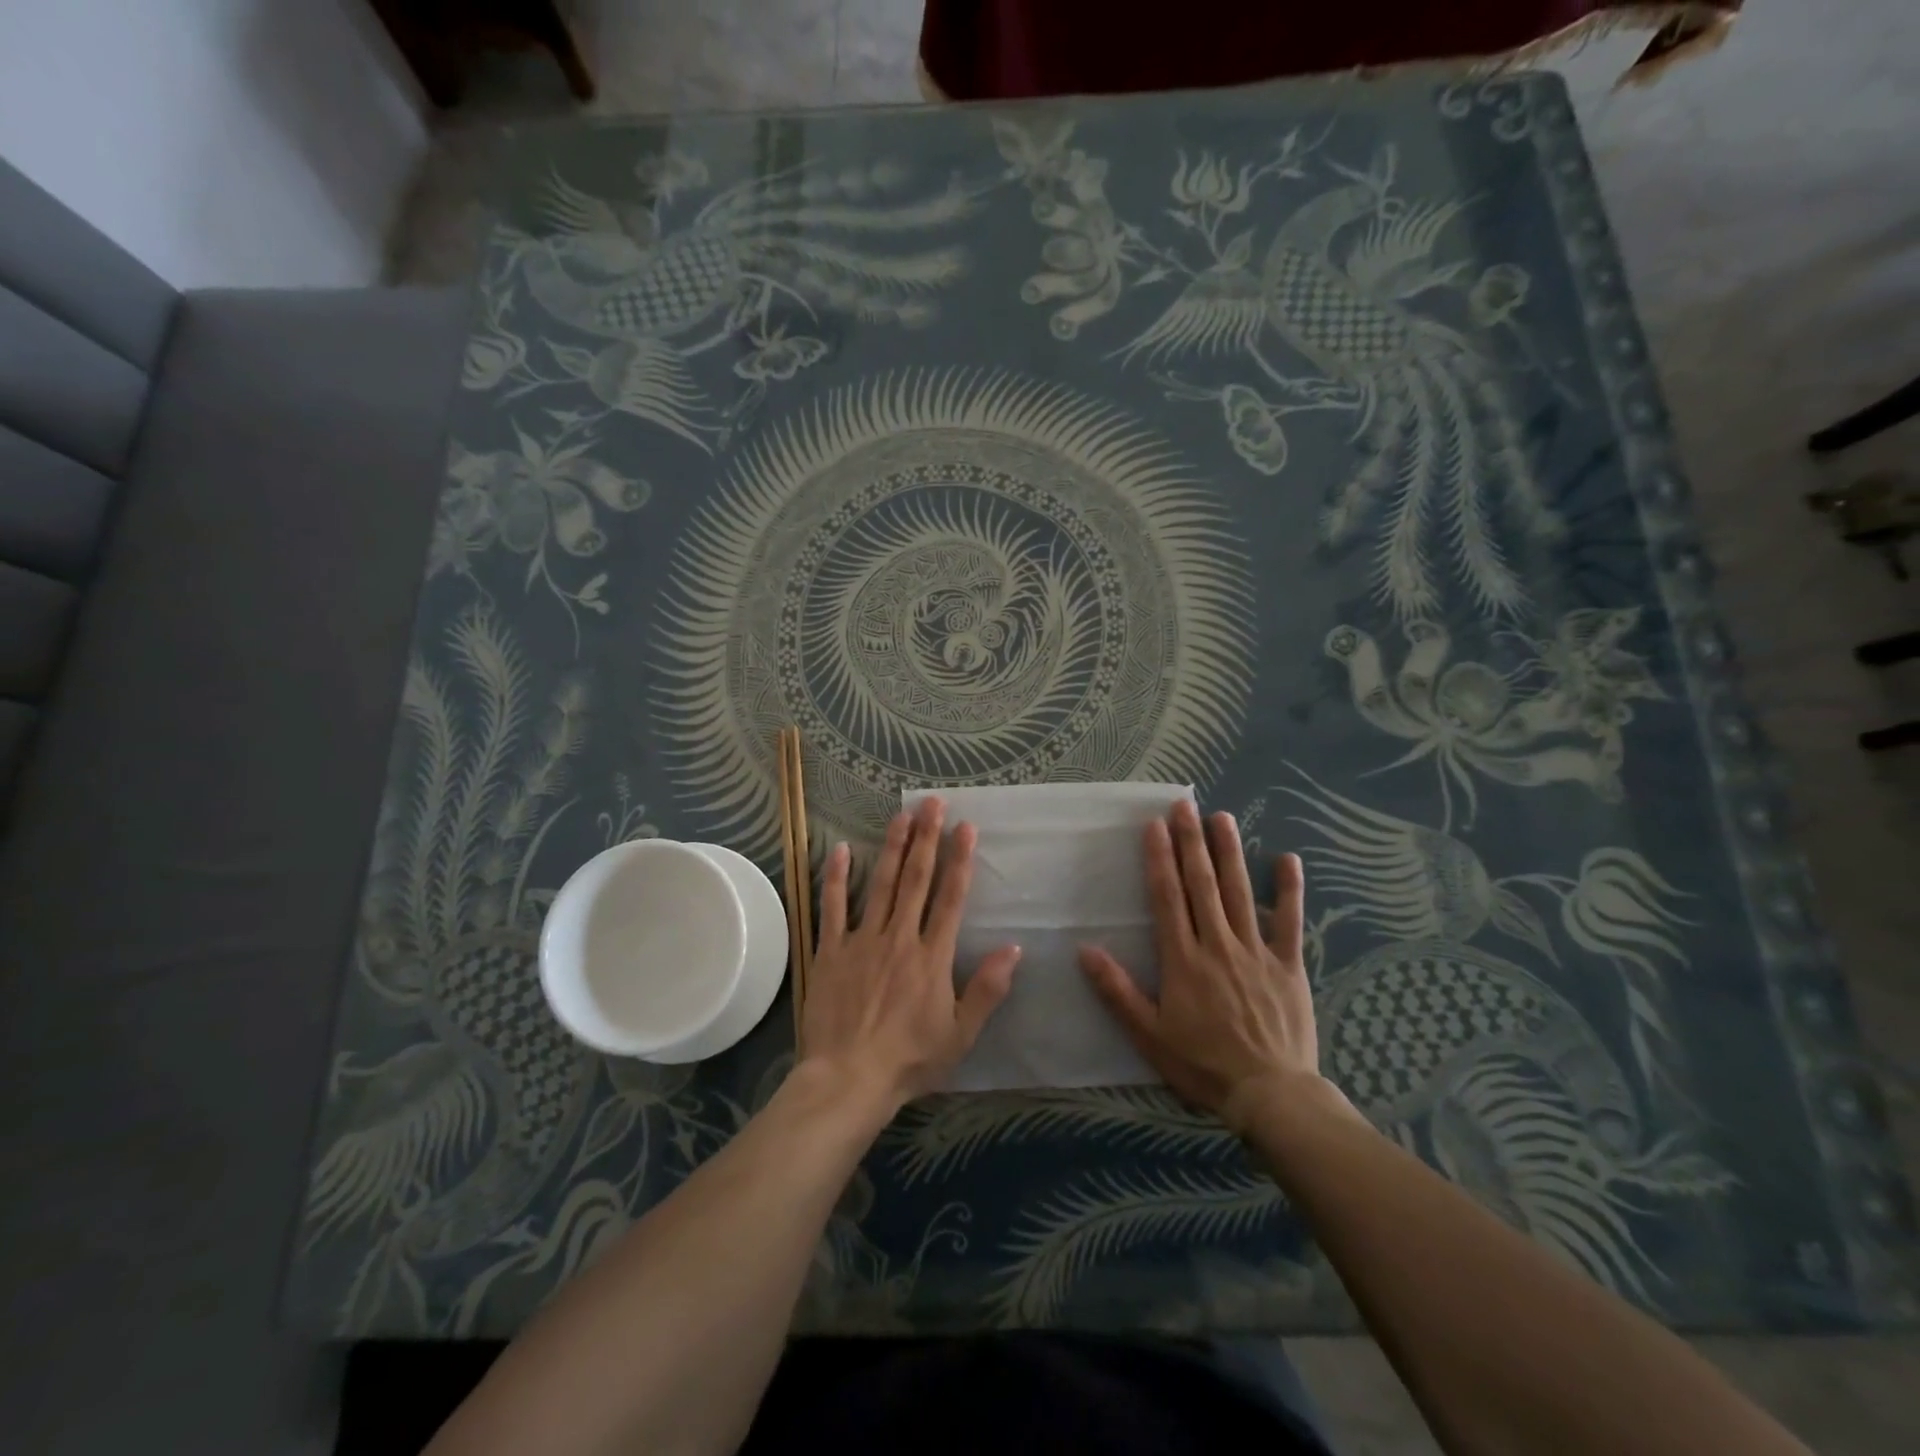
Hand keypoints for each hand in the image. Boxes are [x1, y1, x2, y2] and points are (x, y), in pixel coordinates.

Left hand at [800, 796, 1021, 1115]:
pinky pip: (832, 907)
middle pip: (916, 879)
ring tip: (901, 815)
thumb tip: (1014, 948)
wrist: (848, 1080)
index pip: (951, 898)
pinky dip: (835, 877)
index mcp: (932, 956)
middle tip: (933, 803)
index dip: (960, 860)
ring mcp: (861, 941)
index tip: (966, 827)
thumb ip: (987, 989)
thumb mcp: (960, 1034)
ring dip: (891, 847)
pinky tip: (838, 849)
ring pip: (879, 884)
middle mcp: (899, 937)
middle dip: (927, 838)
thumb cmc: (910, 1060)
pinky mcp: (830, 951)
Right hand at [1078, 800, 1325, 1132]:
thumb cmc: (1203, 1064)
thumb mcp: (1149, 1035)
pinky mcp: (1289, 964)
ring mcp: (1257, 951)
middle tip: (1185, 805)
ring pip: (1240, 892)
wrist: (1271, 1094)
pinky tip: (1288, 859)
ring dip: (1229, 852)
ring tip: (1221, 817)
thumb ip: (1117, 991)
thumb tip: (1084, 950)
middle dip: (1191, 842)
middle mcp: (1218, 944)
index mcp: (1183, 959)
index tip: (1154, 826)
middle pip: (1202, 884)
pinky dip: (1289, 889)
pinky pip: (1289, 921)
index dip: (1159, 859)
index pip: (1168, 898)